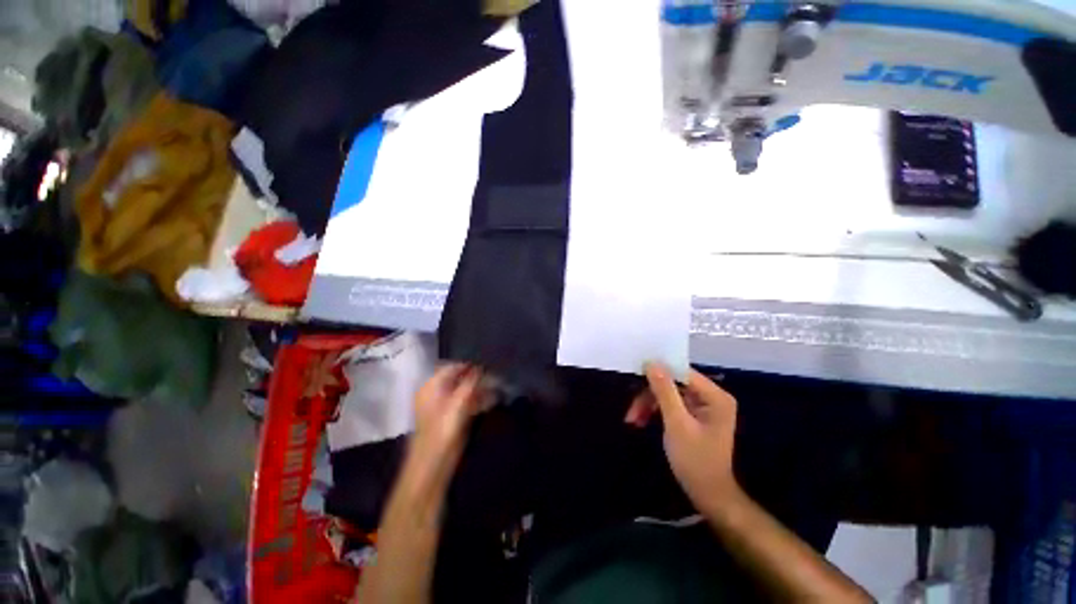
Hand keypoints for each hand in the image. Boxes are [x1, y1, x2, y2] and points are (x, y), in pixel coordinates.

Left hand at [406, 364, 485, 484]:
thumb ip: (470, 382)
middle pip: (460, 378)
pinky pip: (468, 402)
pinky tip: (492, 401)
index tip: (487, 365)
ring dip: (481, 389)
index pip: (452, 367)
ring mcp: (446, 405)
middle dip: (478, 378)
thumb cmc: (442, 429)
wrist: (434, 463)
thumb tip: (481, 367)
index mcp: (432, 386)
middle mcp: (438, 393)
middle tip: (495, 377)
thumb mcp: (458, 402)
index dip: (469, 365)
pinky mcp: (454, 417)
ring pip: (466, 390)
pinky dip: (479, 400)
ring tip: (497, 388)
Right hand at [627, 363, 740, 511]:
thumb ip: (664, 391)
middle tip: (631, 410)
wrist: (707, 495)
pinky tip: (641, 421)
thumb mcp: (677, 424)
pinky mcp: (692, 415)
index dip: (659, 371)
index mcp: (715, 396)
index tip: (636, 374)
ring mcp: (701, 406)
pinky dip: (654, 411)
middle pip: (673, 383)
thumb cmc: (695, 461)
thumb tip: (652, 362)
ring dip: (648, 404)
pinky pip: (669, 405)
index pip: (683, 372)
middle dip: (650, 395)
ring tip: (632, 419)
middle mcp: (710, 397)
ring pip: (668, 394)